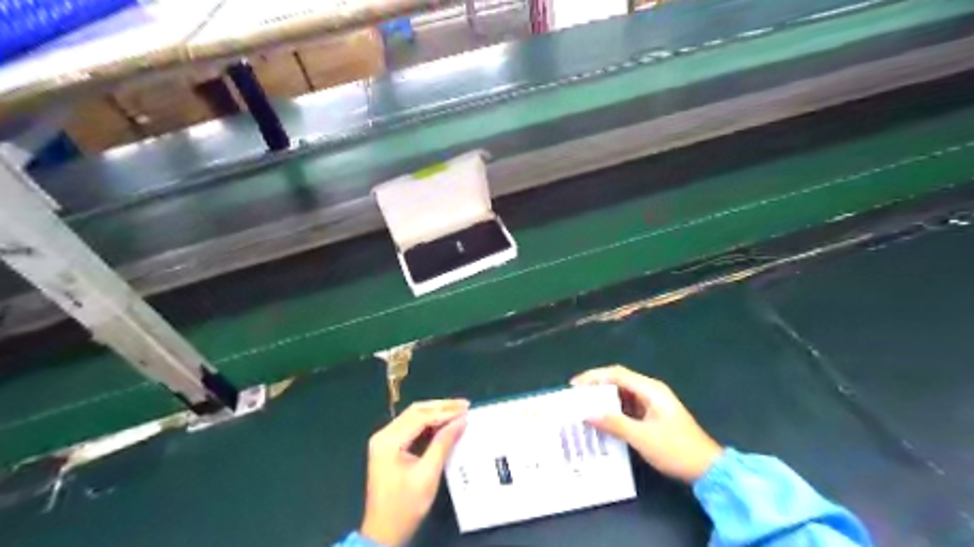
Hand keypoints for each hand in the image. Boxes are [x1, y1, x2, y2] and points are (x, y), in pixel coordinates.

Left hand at [358, 398, 469, 545]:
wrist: (383, 533)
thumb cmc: (405, 507)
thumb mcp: (428, 475)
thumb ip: (443, 444)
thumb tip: (460, 421)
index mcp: (388, 441)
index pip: (420, 416)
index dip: (445, 411)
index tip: (466, 409)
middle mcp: (383, 435)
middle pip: (415, 411)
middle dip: (441, 407)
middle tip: (464, 405)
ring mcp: (384, 441)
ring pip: (413, 417)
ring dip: (436, 413)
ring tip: (458, 411)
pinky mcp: (388, 448)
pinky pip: (410, 427)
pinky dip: (428, 423)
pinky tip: (444, 423)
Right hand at [572, 363, 722, 482]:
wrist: (707, 469)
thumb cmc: (676, 450)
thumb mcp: (642, 437)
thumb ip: (614, 423)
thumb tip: (587, 412)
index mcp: (650, 389)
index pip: (616, 374)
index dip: (593, 377)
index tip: (574, 386)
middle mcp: (651, 390)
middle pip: (618, 381)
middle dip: (596, 387)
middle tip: (575, 397)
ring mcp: (653, 402)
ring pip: (622, 394)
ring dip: (603, 399)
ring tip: (583, 407)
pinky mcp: (653, 414)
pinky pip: (628, 406)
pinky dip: (613, 410)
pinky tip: (602, 419)